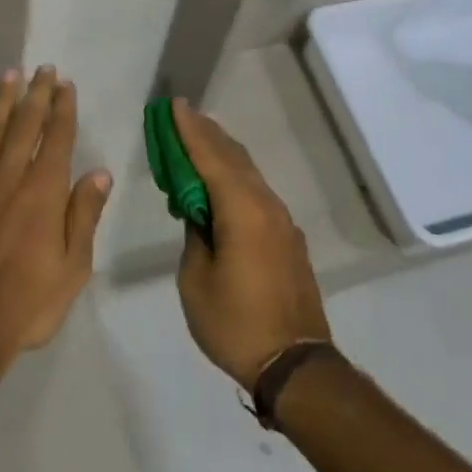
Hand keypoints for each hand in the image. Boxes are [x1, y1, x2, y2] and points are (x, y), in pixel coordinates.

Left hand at [0, 67, 112, 376]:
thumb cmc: (26, 302)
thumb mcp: (73, 267)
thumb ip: (85, 215)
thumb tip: (100, 172)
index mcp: (44, 190)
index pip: (57, 136)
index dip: (63, 107)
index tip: (65, 84)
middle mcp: (9, 174)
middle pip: (25, 123)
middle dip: (36, 93)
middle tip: (42, 68)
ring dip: (1, 100)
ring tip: (8, 74)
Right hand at [173, 98, 331, 391]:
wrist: (296, 365)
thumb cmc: (236, 323)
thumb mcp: (196, 280)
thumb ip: (195, 236)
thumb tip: (199, 214)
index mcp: (242, 210)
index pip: (210, 158)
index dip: (190, 131)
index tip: (175, 106)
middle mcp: (266, 205)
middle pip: (233, 158)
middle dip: (206, 135)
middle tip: (183, 116)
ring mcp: (282, 222)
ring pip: (248, 174)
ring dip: (222, 155)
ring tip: (199, 143)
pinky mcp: (288, 239)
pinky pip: (257, 194)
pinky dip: (236, 179)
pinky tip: (223, 187)